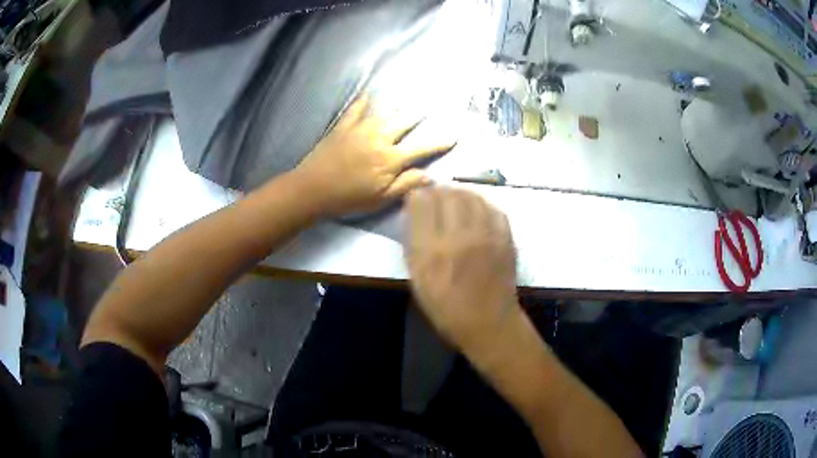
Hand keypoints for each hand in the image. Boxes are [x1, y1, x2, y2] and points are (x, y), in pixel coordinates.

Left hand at [295, 93, 455, 215]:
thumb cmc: (349, 197)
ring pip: (383, 113)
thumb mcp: (381, 198)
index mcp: (390, 158)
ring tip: (406, 98)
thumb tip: (430, 176)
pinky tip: (367, 94)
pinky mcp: (343, 127)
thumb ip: (406, 184)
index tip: (453, 136)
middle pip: (403, 123)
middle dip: (417, 116)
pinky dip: (362, 101)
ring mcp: (360, 129)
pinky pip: (355, 110)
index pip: (421, 148)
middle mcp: (379, 138)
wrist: (313, 188)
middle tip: (427, 107)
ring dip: (396, 106)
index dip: (438, 143)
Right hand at [404, 187, 521, 359]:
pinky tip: (476, 210)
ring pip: (471, 196)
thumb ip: (413, 243)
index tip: (416, 200)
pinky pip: (492, 207)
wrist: (488, 322)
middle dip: (437, 191)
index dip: (417, 196)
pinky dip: (481, 204)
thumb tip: (414, 213)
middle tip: (435, 199)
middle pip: (447, 193)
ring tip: (454, 201)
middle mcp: (459, 236)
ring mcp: (486, 235)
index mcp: (432, 250)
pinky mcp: (505, 237)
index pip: (421, 202)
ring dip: (459, 193)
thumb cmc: (446, 307)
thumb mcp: (417, 279)